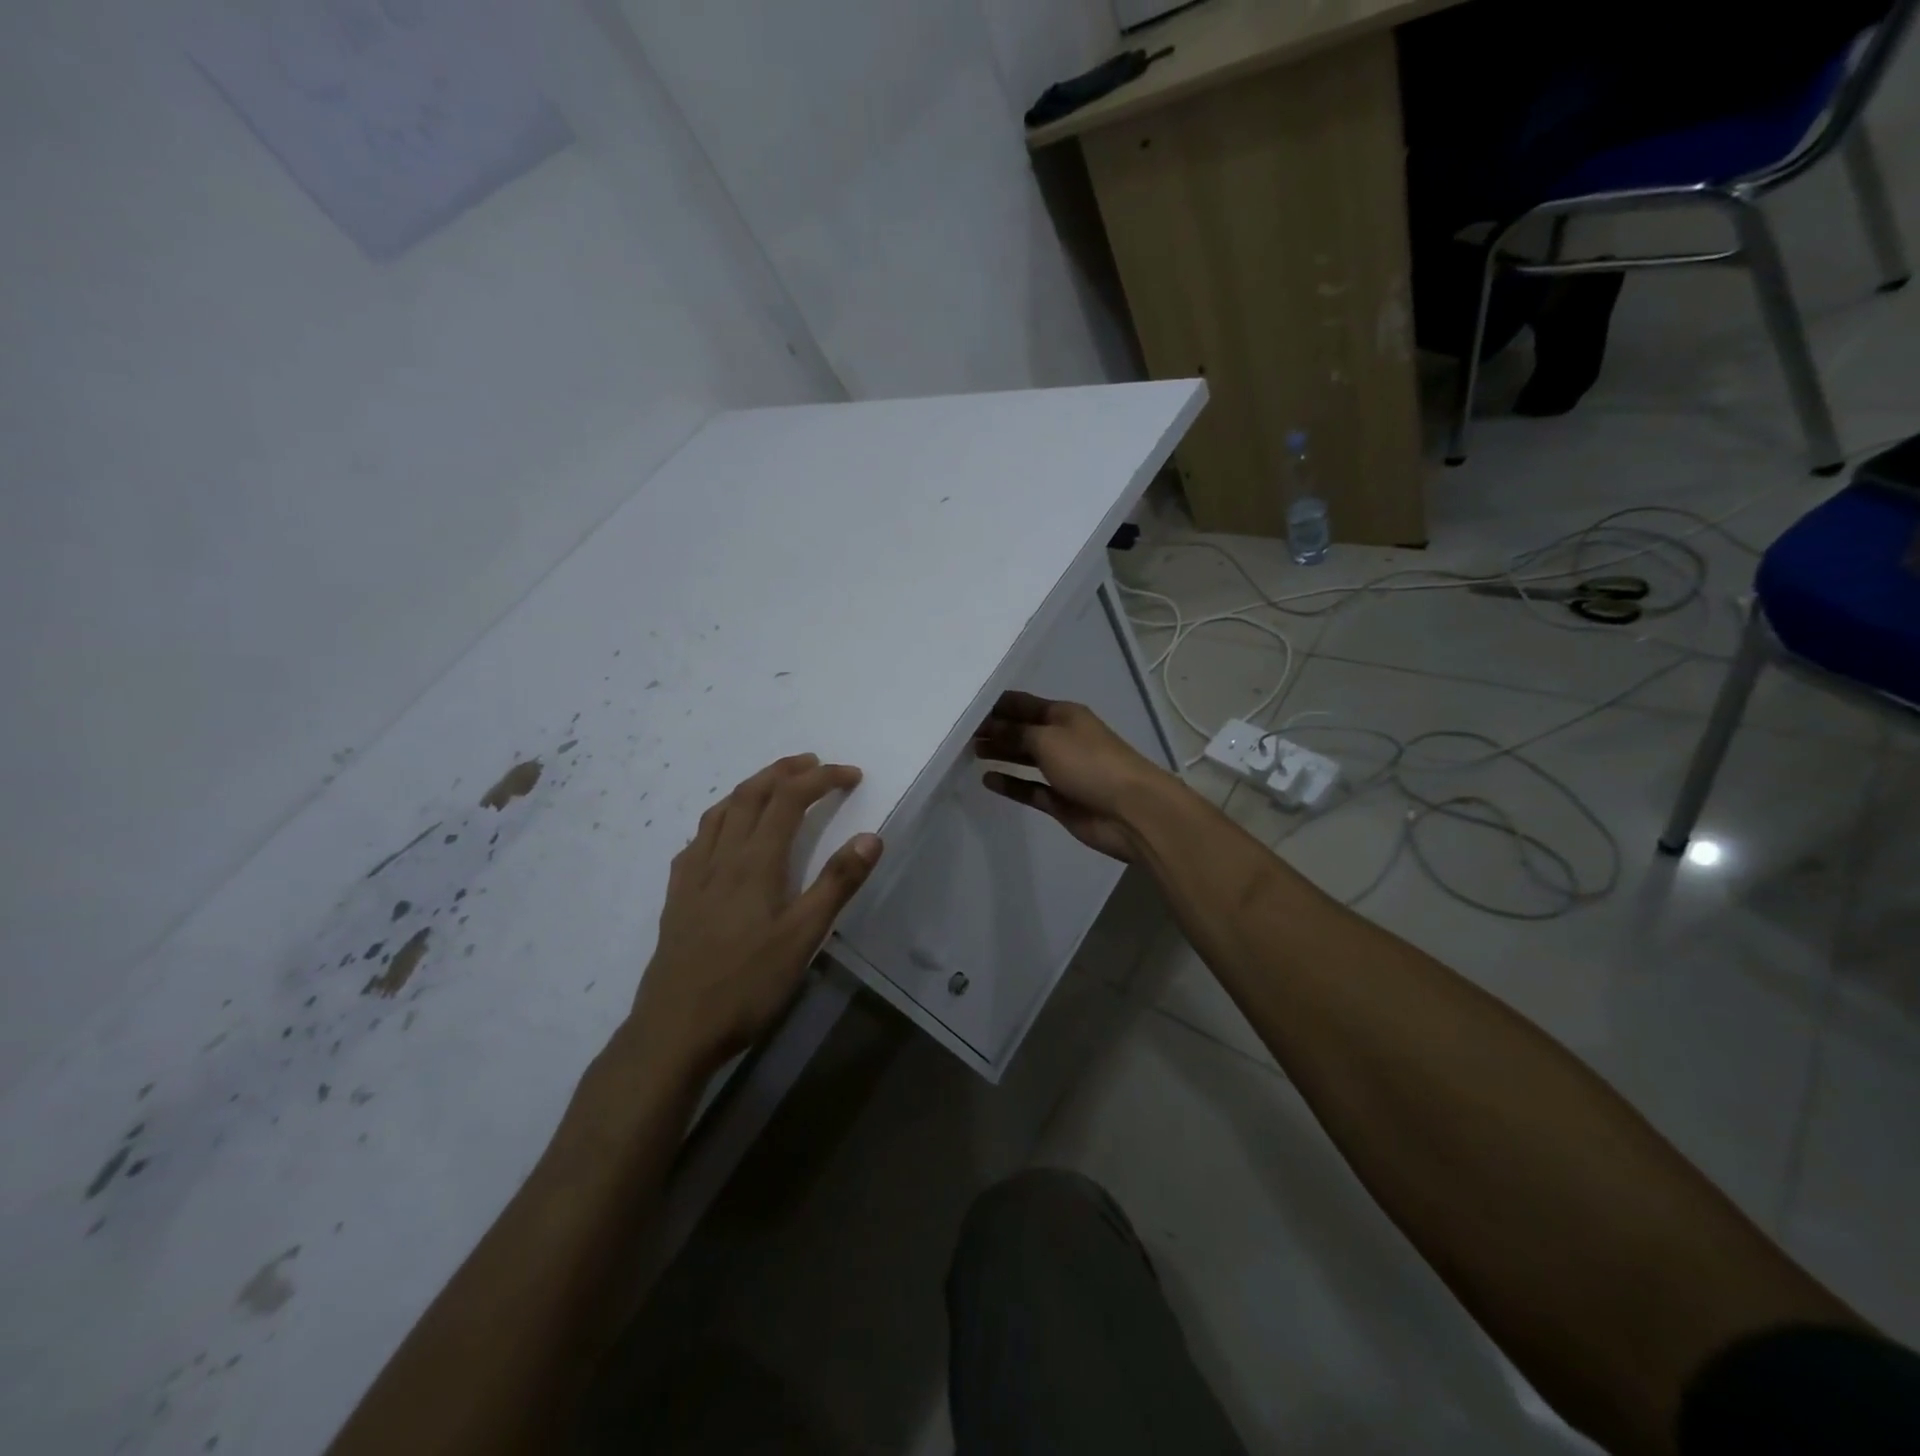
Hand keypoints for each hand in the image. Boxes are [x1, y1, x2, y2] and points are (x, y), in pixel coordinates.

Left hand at [629, 755, 882, 1075]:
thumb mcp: (802, 938)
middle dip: (784, 771)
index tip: (851, 775)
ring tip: (772, 785)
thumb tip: (870, 836)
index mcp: (755, 862)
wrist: (674, 1029)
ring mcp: (693, 875)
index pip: (789, 799)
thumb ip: (836, 884)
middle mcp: (721, 857)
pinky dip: (719, 820)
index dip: (821, 778)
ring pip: (720, 812)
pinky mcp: (676, 897)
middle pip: (750, 795)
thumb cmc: (746, 985)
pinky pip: (697, 840)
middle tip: (813, 763)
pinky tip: (722, 836)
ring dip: (750, 788)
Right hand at [973, 692, 1172, 862]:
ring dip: (1001, 753)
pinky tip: (987, 780)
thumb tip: (990, 727)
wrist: (1131, 811)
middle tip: (959, 732)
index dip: (996, 705)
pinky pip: (1029, 788)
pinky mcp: (1060, 799)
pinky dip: (1010, 783)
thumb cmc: (1090, 763)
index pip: (1023, 703)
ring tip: (970, 752)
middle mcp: (1063, 738)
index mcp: (1064, 715)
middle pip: (1022, 730)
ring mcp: (1062, 770)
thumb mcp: (1048, 739)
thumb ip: (1016, 732)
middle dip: (994, 729)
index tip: (965, 706)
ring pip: (1025, 758)